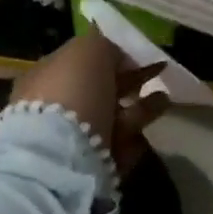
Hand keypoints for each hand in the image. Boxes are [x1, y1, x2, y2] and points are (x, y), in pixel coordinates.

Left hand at [10, 32, 170, 175]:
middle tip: (156, 74)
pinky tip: (149, 132)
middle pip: (99, 90)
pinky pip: (118, 146)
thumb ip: (104, 46)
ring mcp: (71, 140)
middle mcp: (55, 108)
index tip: (138, 55)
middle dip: (129, 81)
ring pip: (112, 118)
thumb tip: (116, 53)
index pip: (81, 61)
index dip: (111, 55)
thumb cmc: (73, 92)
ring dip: (140, 107)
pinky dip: (136, 135)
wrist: (61, 158)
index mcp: (47, 77)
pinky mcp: (89, 167)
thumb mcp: (88, 51)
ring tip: (165, 98)